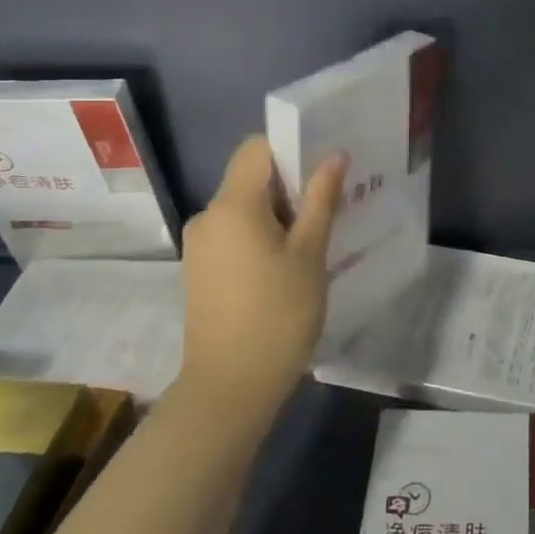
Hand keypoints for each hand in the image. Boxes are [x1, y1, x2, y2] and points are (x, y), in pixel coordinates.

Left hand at [174, 135, 345, 423]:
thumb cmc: (278, 315)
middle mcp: (208, 215)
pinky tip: (288, 264)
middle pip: (251, 177)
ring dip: (279, 213)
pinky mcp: (200, 269)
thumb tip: (334, 155)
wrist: (230, 386)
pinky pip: (234, 233)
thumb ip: (320, 199)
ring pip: (244, 207)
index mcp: (233, 205)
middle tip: (332, 204)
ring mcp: (200, 244)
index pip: (257, 148)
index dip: (292, 147)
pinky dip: (261, 235)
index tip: (325, 168)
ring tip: (315, 238)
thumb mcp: (310, 254)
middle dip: (291, 184)